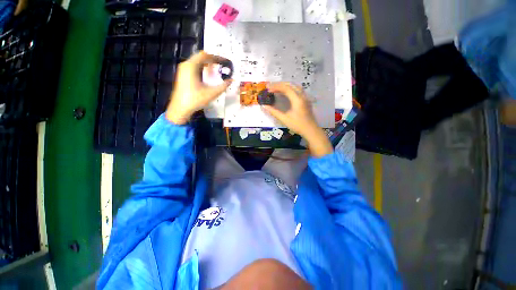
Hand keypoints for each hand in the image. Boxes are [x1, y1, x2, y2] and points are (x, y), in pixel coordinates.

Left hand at [166, 51, 231, 124]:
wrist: (180, 108)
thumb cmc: (195, 99)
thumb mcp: (212, 93)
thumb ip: (223, 86)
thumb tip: (232, 80)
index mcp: (191, 66)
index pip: (205, 55)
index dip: (216, 57)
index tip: (225, 61)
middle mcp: (186, 65)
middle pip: (200, 57)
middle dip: (212, 60)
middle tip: (222, 65)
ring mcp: (183, 70)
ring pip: (197, 62)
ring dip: (207, 64)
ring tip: (217, 70)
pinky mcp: (183, 75)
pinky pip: (194, 67)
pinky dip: (202, 68)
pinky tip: (208, 75)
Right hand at [263, 82, 332, 156]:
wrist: (311, 130)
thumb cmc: (298, 125)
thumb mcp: (284, 119)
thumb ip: (274, 112)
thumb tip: (264, 106)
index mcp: (297, 99)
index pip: (285, 88)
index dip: (276, 87)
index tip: (268, 88)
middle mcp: (302, 95)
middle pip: (290, 84)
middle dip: (280, 84)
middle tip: (270, 87)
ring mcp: (305, 97)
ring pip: (295, 86)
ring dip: (285, 85)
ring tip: (277, 88)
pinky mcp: (306, 100)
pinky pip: (297, 90)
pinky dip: (290, 89)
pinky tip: (286, 93)